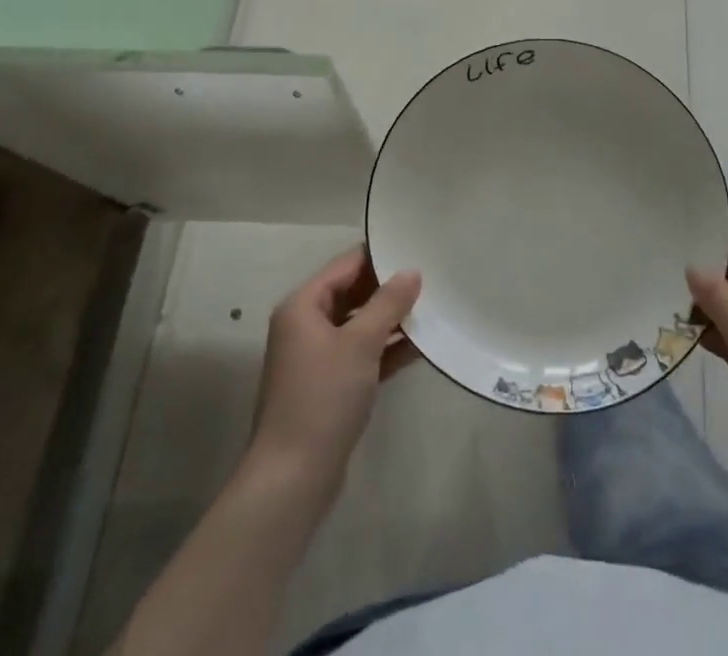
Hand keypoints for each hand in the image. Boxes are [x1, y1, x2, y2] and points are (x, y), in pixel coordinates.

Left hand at [248, 246, 421, 496]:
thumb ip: (388, 303)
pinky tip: (422, 346)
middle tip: (431, 278)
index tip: (416, 248)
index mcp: (304, 305)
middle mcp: (307, 325)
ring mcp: (318, 357)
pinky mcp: (331, 385)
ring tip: (434, 308)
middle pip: (354, 293)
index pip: (346, 265)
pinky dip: (388, 349)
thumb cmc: (323, 398)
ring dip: (392, 319)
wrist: (293, 479)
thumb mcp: (360, 344)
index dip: (380, 256)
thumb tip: (412, 272)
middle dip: (390, 288)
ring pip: (360, 325)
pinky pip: (363, 354)